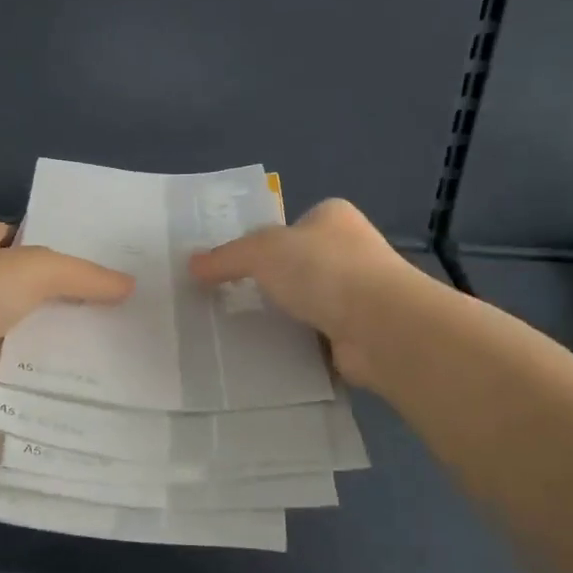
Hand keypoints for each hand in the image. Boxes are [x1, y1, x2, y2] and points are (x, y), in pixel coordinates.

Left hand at [0, 221, 133, 414]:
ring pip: (12, 319)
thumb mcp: (34, 271)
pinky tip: (59, 370)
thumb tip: (128, 284)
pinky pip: (3, 354)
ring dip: (42, 328)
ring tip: (95, 339)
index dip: (50, 242)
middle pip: (17, 280)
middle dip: (54, 290)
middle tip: (105, 303)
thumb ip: (81, 275)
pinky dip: (26, 360)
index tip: (91, 261)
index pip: (15, 234)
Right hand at [188, 198, 432, 390]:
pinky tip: (267, 354)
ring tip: (239, 329)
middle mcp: (350, 251)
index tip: (231, 265)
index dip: (262, 241)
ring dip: (283, 316)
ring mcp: (359, 294)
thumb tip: (192, 266)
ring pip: (307, 303)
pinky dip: (296, 345)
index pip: (291, 224)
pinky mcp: (359, 333)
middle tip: (227, 299)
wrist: (381, 326)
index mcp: (332, 218)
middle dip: (270, 282)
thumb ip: (226, 257)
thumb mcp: (262, 252)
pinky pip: (316, 337)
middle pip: (298, 265)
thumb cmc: (323, 270)